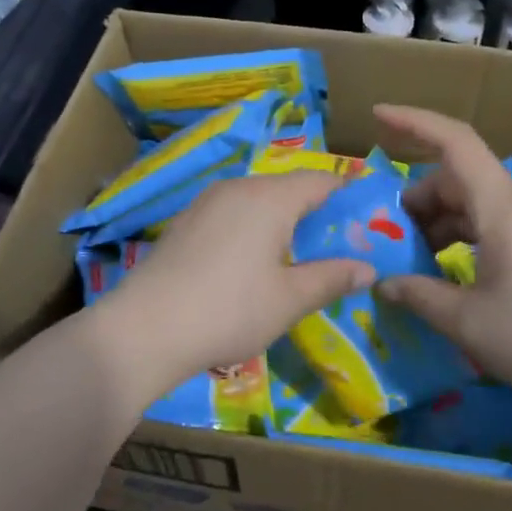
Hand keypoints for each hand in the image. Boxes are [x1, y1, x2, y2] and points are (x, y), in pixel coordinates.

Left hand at [89, 172, 375, 401]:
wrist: (144, 329)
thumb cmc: (229, 310)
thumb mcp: (289, 300)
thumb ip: (331, 278)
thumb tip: (368, 268)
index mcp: (269, 198)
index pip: (320, 181)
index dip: (346, 194)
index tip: (366, 217)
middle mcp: (237, 188)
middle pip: (286, 188)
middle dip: (313, 211)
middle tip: (334, 245)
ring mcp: (204, 204)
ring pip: (256, 201)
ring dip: (280, 222)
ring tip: (295, 257)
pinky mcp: (183, 224)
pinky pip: (230, 215)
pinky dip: (250, 230)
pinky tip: (249, 264)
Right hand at [373, 104, 511, 416]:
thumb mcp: (468, 322)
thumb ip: (419, 295)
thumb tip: (384, 282)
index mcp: (500, 208)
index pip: (455, 142)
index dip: (413, 123)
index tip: (377, 116)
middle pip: (458, 178)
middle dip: (417, 198)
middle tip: (387, 236)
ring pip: (475, 205)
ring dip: (439, 222)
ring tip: (413, 260)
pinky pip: (493, 226)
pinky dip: (463, 238)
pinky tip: (449, 273)